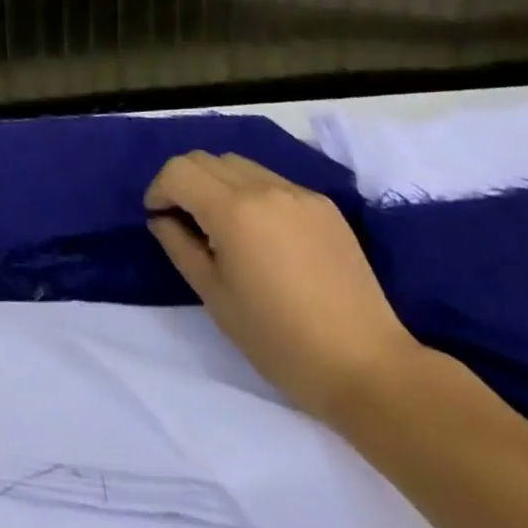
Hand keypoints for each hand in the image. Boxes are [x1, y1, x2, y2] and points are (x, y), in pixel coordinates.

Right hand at [145, 152, 423, 422]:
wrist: (370, 369)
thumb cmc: (281, 341)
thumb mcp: (216, 298)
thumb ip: (180, 247)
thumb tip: (161, 218)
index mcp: (233, 210)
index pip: (178, 170)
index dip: (159, 189)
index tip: (158, 217)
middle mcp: (263, 187)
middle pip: (205, 159)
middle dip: (185, 181)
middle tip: (185, 219)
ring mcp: (297, 193)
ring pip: (238, 164)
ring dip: (218, 183)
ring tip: (224, 225)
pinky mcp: (323, 205)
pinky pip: (272, 181)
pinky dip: (252, 194)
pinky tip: (264, 234)